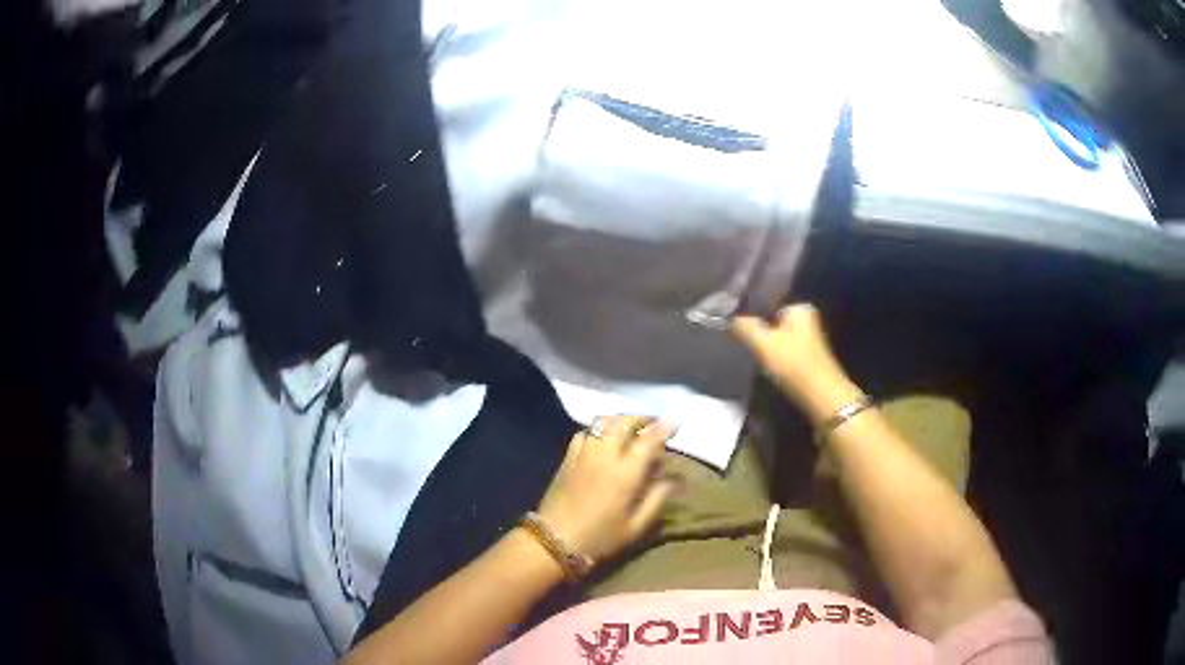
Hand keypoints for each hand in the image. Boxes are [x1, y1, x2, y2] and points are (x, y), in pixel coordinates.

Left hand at [535, 415, 677, 562]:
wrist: (554, 541)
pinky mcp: (567, 459)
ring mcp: (583, 455)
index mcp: (625, 474)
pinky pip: (584, 433)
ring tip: (629, 427)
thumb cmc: (600, 538)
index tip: (674, 422)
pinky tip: (602, 440)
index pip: (648, 440)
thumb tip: (674, 479)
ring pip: (602, 423)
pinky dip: (598, 430)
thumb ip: (657, 499)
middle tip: (653, 422)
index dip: (663, 428)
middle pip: (623, 423)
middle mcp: (604, 457)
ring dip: (619, 420)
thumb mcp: (636, 527)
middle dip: (641, 418)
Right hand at [731, 304, 861, 422]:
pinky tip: (767, 367)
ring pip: (777, 337)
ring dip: (765, 346)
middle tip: (740, 342)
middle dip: (758, 331)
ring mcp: (809, 339)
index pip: (766, 303)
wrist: (821, 396)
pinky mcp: (807, 357)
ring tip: (751, 355)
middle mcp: (807, 318)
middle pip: (772, 321)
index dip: (749, 315)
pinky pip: (784, 351)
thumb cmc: (794, 364)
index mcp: (799, 308)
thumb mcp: (763, 343)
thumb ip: (745, 327)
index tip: (733, 327)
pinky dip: (775, 357)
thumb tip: (730, 318)